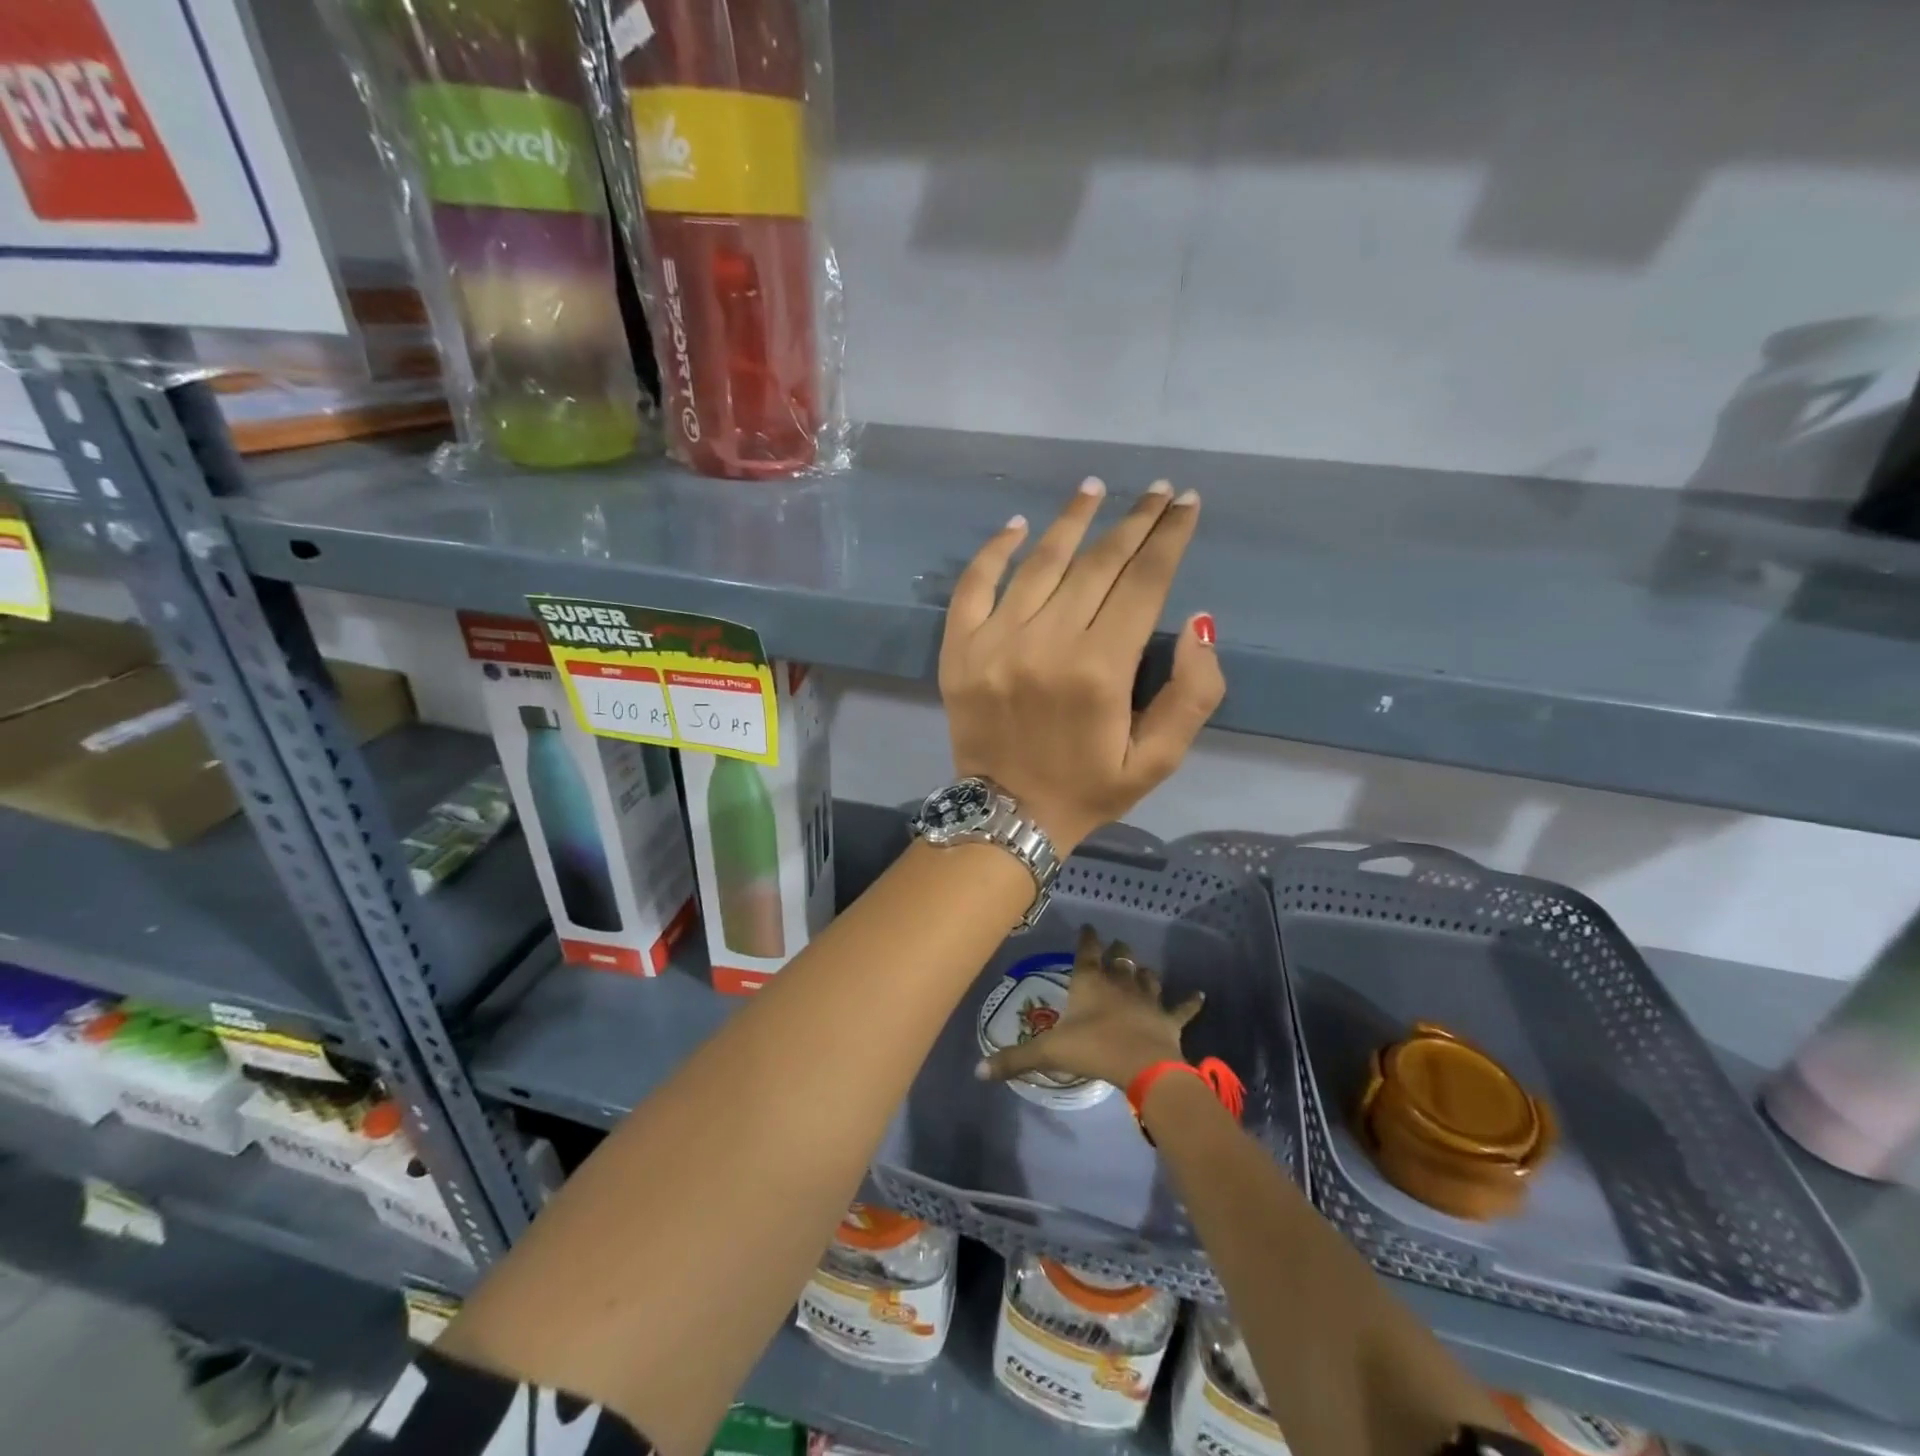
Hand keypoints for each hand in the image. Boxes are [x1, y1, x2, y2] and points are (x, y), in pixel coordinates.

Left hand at [939, 477, 1224, 852]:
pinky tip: (1018, 524)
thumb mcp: (1159, 760)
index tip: (1186, 504)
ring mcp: (995, 642)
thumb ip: (1192, 694)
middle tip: (1157, 491)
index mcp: (1099, 670)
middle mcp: (1046, 643)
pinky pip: (974, 585)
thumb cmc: (1088, 789)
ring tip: (1095, 488)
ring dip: (1072, 520)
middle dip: (1133, 521)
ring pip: (1039, 562)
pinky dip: (994, 550)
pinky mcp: (959, 650)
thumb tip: (1198, 622)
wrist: (1006, 818)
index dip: (1169, 538)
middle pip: (1097, 563)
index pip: (1143, 582)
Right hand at [975, 926, 1203, 1089]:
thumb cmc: (1093, 1050)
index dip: (1087, 938)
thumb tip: (978, 1071)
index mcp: (1089, 983)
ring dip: (1144, 972)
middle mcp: (1118, 983)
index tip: (1088, 927)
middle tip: (1116, 945)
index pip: (1086, 952)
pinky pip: (1182, 1007)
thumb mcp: (1048, 1053)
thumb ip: (1014, 1060)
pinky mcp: (1169, 1019)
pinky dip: (1191, 1001)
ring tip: (1142, 968)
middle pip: (1119, 958)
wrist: (1143, 1066)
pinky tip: (1200, 994)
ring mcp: (1147, 999)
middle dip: (1117, 950)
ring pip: (1147, 977)